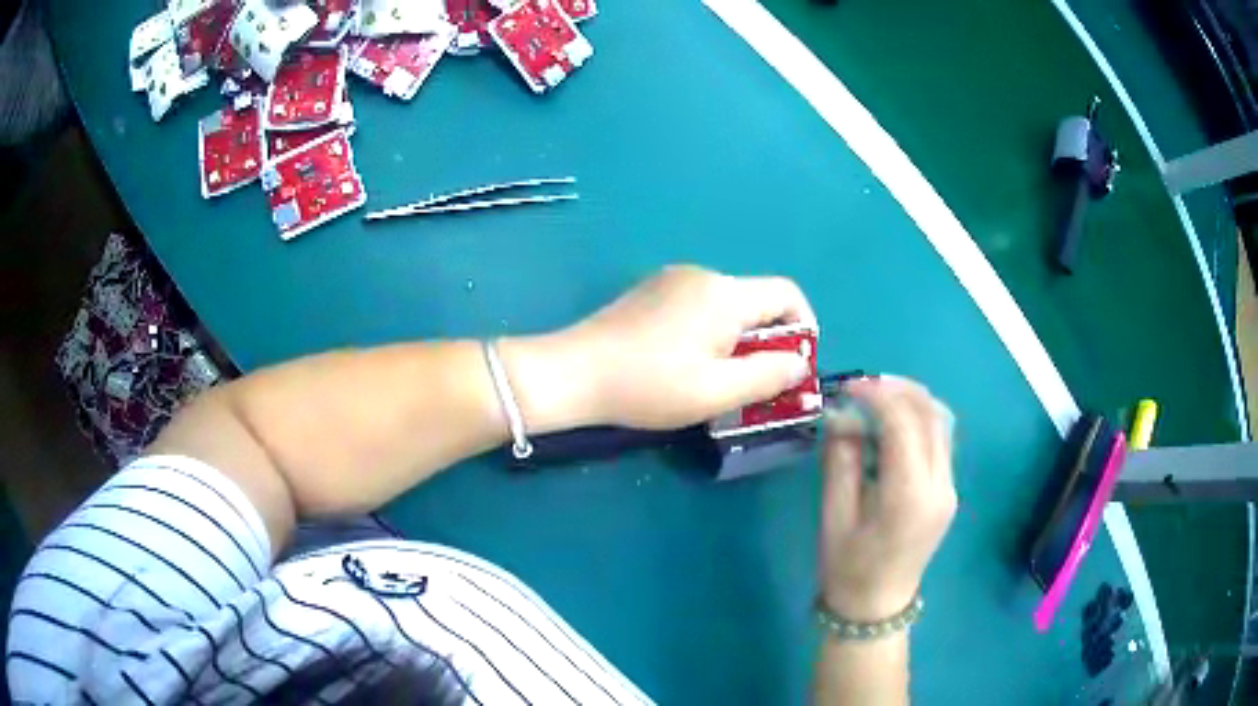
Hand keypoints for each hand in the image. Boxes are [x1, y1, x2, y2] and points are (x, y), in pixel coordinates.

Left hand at [562, 265, 814, 429]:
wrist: (573, 373)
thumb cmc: (649, 385)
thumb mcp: (717, 391)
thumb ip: (768, 375)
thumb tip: (800, 363)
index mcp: (725, 293)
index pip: (787, 294)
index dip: (804, 327)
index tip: (794, 366)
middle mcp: (703, 275)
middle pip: (757, 300)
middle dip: (768, 341)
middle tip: (757, 385)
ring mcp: (672, 279)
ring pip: (728, 306)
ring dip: (738, 340)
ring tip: (719, 380)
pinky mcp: (651, 292)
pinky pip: (699, 307)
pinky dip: (711, 333)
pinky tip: (686, 364)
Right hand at [819, 376, 956, 620]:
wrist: (876, 607)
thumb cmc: (848, 568)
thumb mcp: (834, 515)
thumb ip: (841, 461)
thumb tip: (842, 417)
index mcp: (910, 496)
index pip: (904, 424)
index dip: (877, 395)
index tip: (847, 387)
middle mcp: (940, 485)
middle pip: (931, 414)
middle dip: (897, 390)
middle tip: (861, 386)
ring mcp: (950, 487)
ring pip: (941, 422)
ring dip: (911, 401)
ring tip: (876, 399)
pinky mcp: (948, 490)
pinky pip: (939, 440)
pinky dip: (918, 420)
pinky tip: (891, 425)